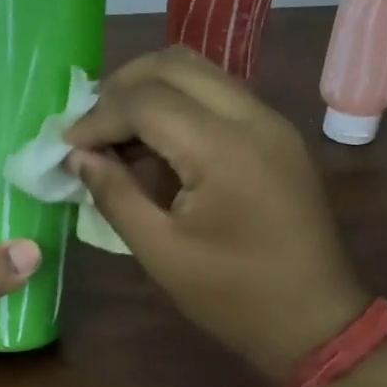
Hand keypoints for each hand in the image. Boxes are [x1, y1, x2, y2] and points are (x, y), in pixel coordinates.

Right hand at [64, 47, 367, 383]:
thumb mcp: (162, 253)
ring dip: (149, 90)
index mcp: (224, 150)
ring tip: (116, 132)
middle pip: (173, 65)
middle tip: (90, 128)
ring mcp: (271, 121)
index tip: (68, 146)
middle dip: (121, 87)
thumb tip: (77, 156)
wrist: (318, 321)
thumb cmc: (235, 296)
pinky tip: (155, 143)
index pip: (146, 101)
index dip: (98, 117)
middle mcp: (253, 118)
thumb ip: (115, 195)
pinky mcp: (276, 133)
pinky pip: (218, 94)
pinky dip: (178, 103)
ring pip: (198, 71)